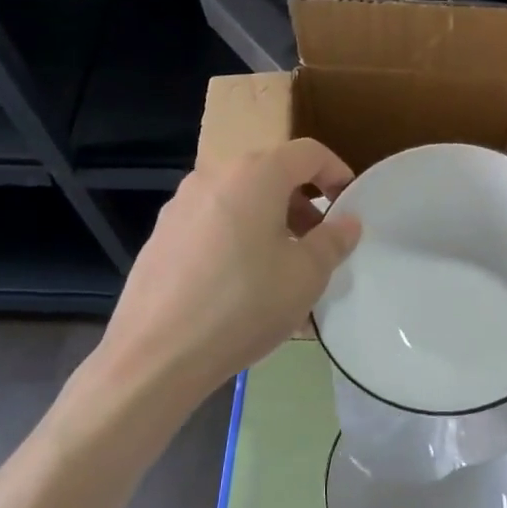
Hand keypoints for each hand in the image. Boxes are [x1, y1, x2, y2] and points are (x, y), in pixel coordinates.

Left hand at [94, 139, 362, 401]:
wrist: (157, 355)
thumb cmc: (244, 304)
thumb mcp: (306, 275)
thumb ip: (333, 241)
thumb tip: (347, 222)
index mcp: (256, 174)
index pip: (309, 153)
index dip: (336, 172)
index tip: (349, 204)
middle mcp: (215, 176)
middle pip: (271, 174)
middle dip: (303, 203)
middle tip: (318, 241)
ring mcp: (182, 204)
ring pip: (241, 200)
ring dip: (270, 222)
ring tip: (284, 268)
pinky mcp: (162, 234)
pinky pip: (214, 223)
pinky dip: (238, 238)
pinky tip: (243, 285)